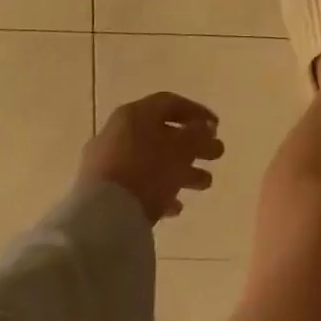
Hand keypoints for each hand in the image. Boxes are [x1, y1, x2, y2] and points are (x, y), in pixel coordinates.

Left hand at [79, 92, 223, 223]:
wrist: (103, 216)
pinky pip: (138, 184)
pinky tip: (176, 206)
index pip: (171, 103)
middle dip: (194, 146)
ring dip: (182, 170)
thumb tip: (205, 128)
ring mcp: (107, 162)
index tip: (217, 126)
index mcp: (135, 114)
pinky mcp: (102, 190)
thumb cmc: (148, 171)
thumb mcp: (182, 148)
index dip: (197, 112)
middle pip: (163, 134)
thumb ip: (198, 135)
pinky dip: (160, 190)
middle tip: (216, 155)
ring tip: (204, 184)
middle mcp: (118, 132)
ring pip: (153, 160)